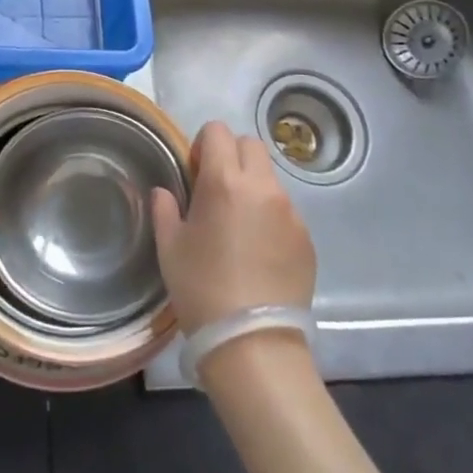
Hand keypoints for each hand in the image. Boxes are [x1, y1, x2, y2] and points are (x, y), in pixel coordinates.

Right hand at [152, 120, 315, 333]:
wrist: (253, 342)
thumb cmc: (201, 288)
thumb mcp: (169, 247)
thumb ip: (165, 209)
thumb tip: (166, 192)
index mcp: (224, 181)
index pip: (218, 131)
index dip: (203, 145)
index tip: (195, 173)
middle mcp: (262, 187)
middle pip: (250, 145)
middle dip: (232, 156)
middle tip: (217, 190)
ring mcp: (290, 212)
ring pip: (270, 177)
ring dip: (252, 185)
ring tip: (239, 224)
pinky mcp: (307, 237)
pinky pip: (286, 210)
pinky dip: (270, 216)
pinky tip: (258, 250)